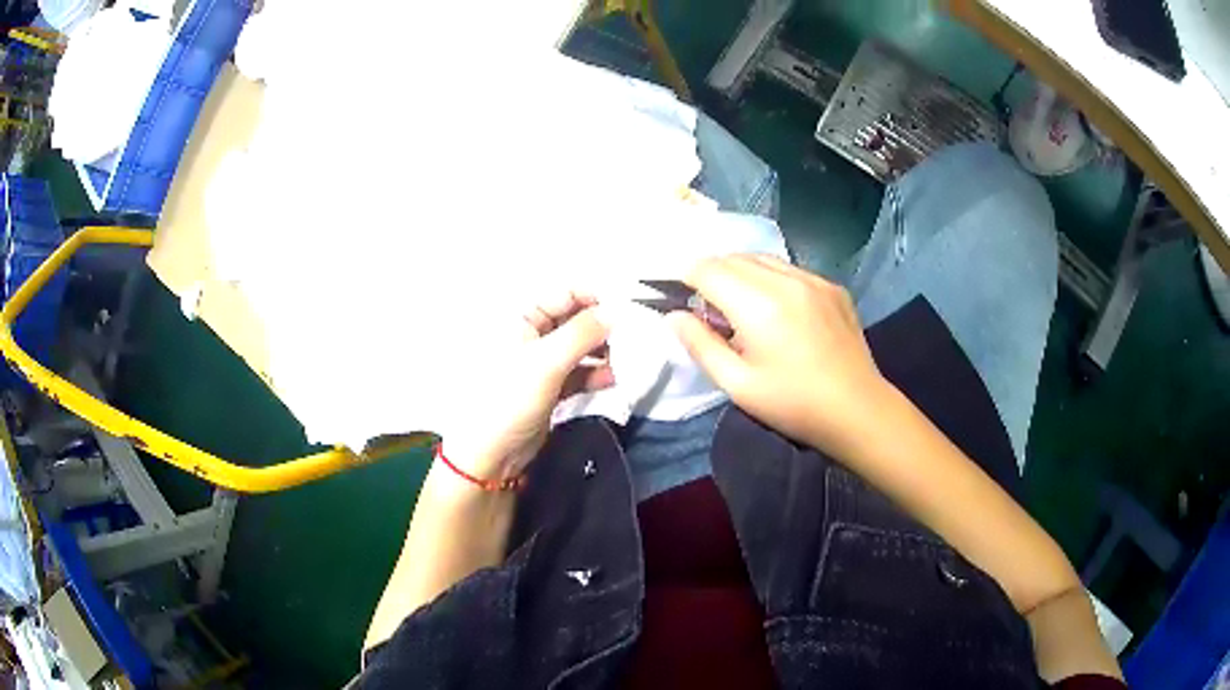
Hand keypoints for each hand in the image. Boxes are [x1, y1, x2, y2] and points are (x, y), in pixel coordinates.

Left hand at [439, 293, 612, 485]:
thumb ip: (583, 333)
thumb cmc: (510, 398)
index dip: (593, 299)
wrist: (491, 454)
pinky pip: (577, 374)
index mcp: (521, 319)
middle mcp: (531, 336)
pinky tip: (611, 380)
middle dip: (601, 328)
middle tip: (629, 338)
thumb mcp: (546, 361)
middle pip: (574, 321)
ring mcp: (540, 365)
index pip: (563, 295)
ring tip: (622, 361)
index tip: (624, 311)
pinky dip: (594, 375)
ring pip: (579, 349)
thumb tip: (617, 310)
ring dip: (601, 353)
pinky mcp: (550, 390)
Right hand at [668, 254, 887, 452]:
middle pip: (733, 257)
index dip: (686, 279)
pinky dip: (772, 279)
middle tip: (710, 312)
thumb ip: (701, 345)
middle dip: (712, 275)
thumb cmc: (793, 403)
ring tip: (742, 309)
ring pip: (763, 259)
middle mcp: (785, 280)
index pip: (707, 269)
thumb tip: (673, 316)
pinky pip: (790, 270)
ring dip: (741, 274)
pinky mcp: (832, 287)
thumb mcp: (738, 384)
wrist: (857, 409)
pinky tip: (778, 311)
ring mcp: (814, 279)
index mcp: (758, 304)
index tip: (680, 300)